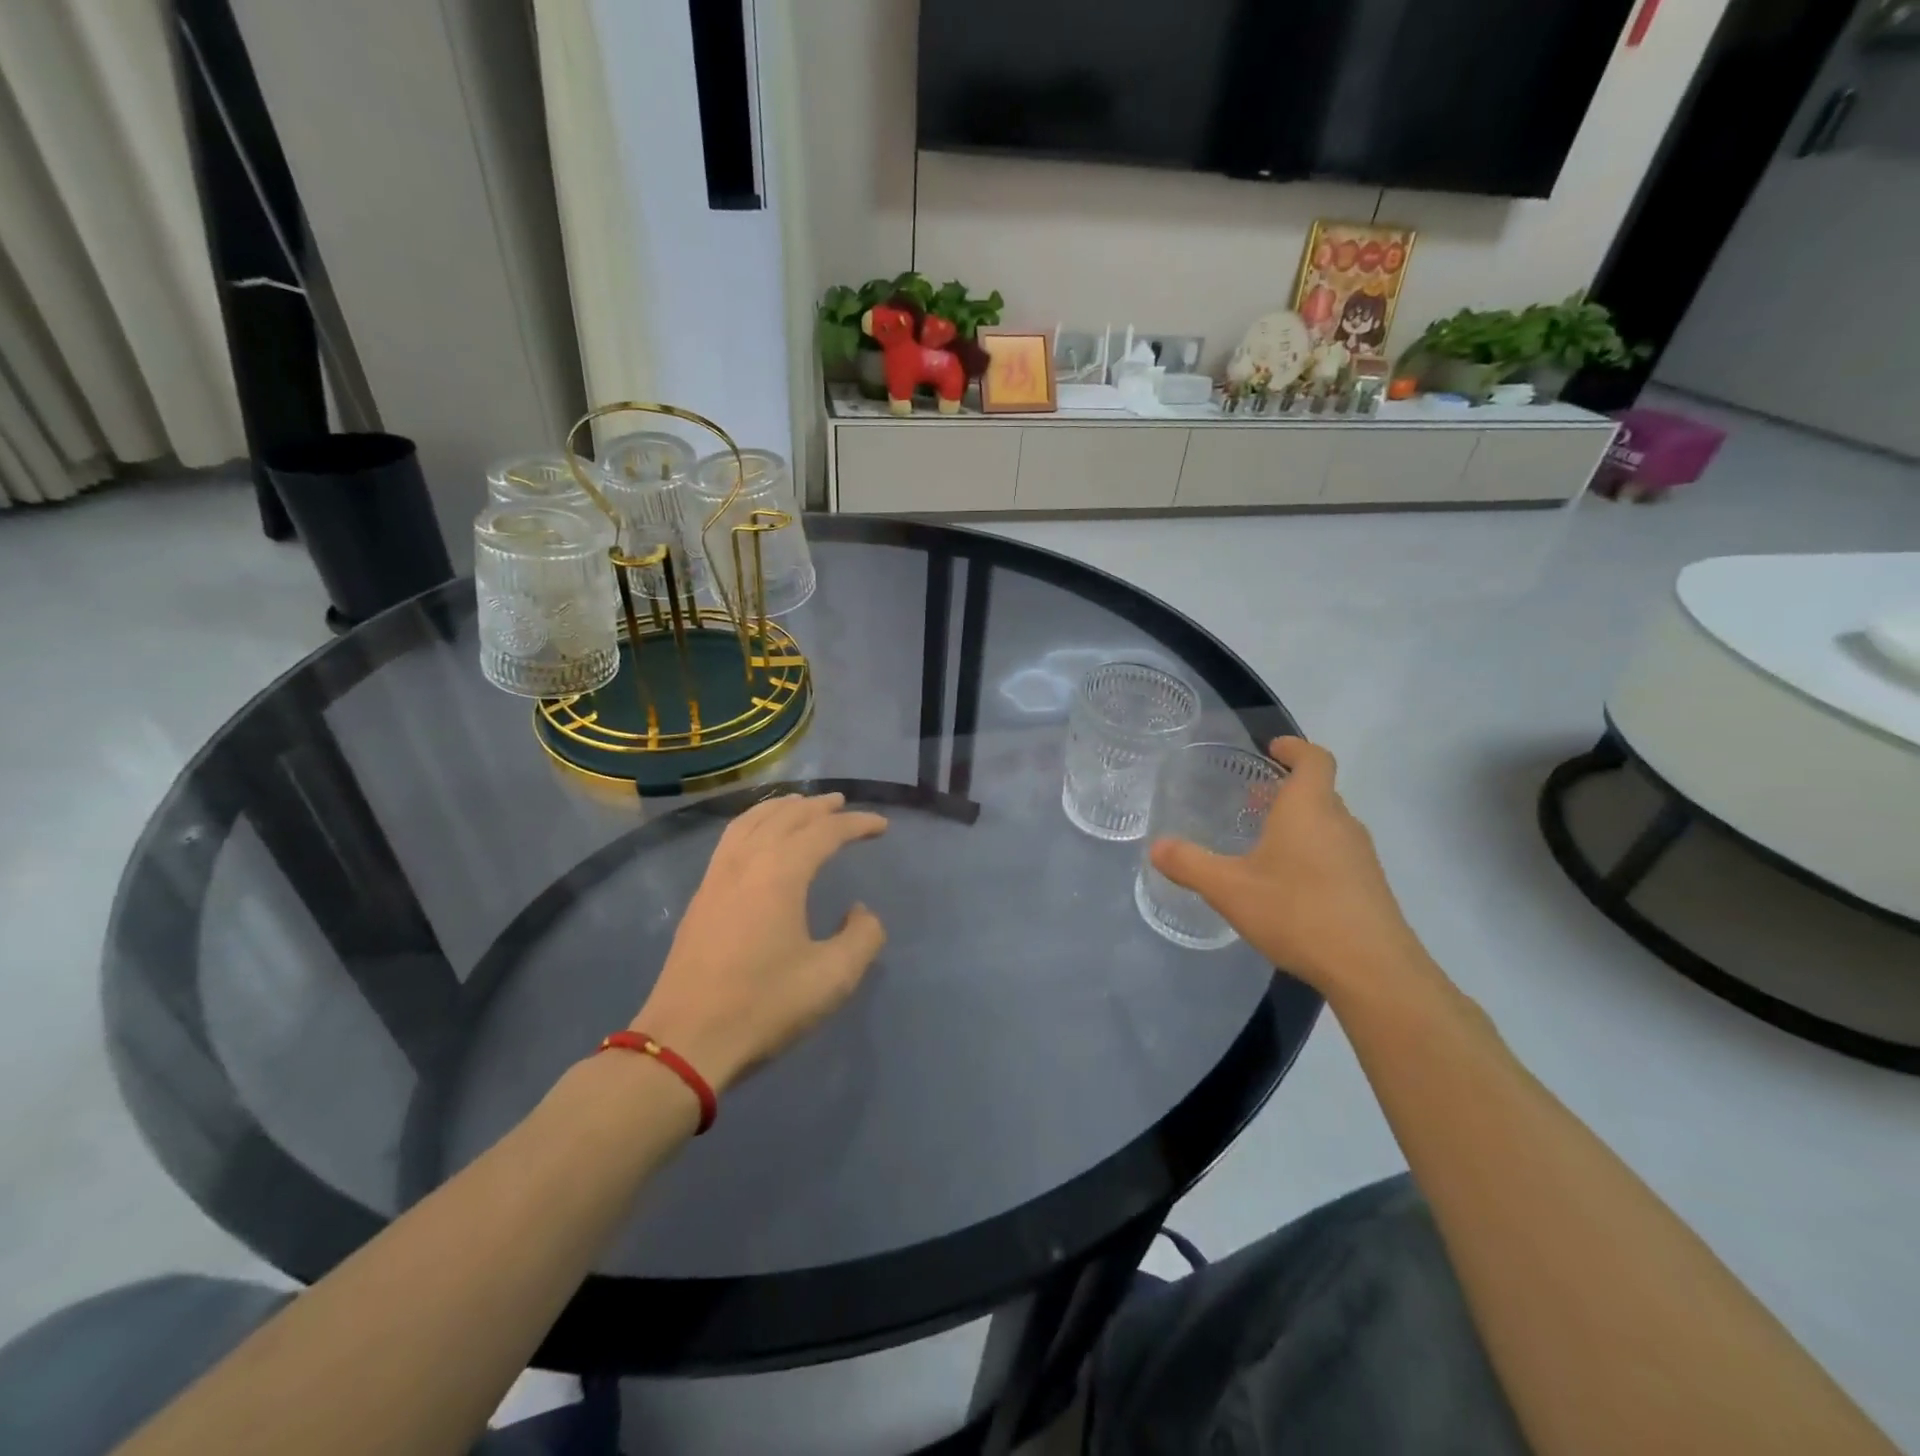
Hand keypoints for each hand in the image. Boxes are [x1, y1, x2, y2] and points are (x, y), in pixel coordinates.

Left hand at [633, 793, 887, 1091]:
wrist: (685, 1041)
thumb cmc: (763, 1006)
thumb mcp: (832, 977)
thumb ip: (862, 936)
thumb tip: (860, 911)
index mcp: (780, 872)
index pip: (824, 831)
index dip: (857, 824)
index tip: (882, 826)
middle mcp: (747, 861)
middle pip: (786, 816)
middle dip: (818, 806)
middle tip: (844, 804)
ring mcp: (718, 876)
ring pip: (752, 821)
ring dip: (782, 808)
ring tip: (802, 805)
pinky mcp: (701, 895)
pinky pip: (732, 838)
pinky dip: (754, 822)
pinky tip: (759, 837)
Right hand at [1150, 738, 1431, 999]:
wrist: (1372, 969)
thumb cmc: (1297, 912)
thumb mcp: (1229, 889)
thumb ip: (1190, 864)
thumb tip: (1156, 847)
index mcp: (1309, 808)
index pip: (1314, 759)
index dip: (1295, 748)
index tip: (1274, 748)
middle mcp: (1340, 823)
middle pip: (1319, 791)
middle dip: (1287, 790)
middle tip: (1254, 800)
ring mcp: (1361, 856)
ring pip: (1328, 825)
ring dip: (1300, 823)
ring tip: (1266, 843)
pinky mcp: (1369, 887)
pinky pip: (1338, 854)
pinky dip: (1313, 853)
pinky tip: (1289, 885)